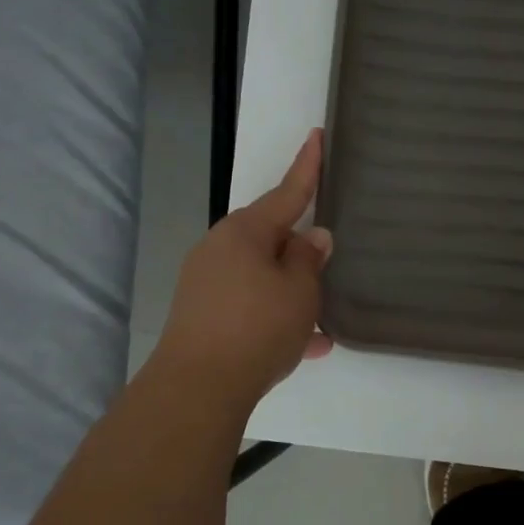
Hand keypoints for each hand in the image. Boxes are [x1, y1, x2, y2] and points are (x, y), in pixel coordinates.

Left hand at [154, 130, 334, 407]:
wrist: (198, 389)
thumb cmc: (257, 327)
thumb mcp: (299, 291)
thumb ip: (308, 260)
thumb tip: (311, 236)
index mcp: (245, 232)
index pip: (286, 192)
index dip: (307, 166)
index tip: (316, 135)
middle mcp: (220, 249)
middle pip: (270, 238)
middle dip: (298, 249)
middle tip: (326, 262)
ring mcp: (206, 284)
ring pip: (262, 276)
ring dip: (290, 291)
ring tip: (321, 316)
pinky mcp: (202, 315)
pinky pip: (249, 305)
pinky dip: (275, 316)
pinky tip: (307, 344)